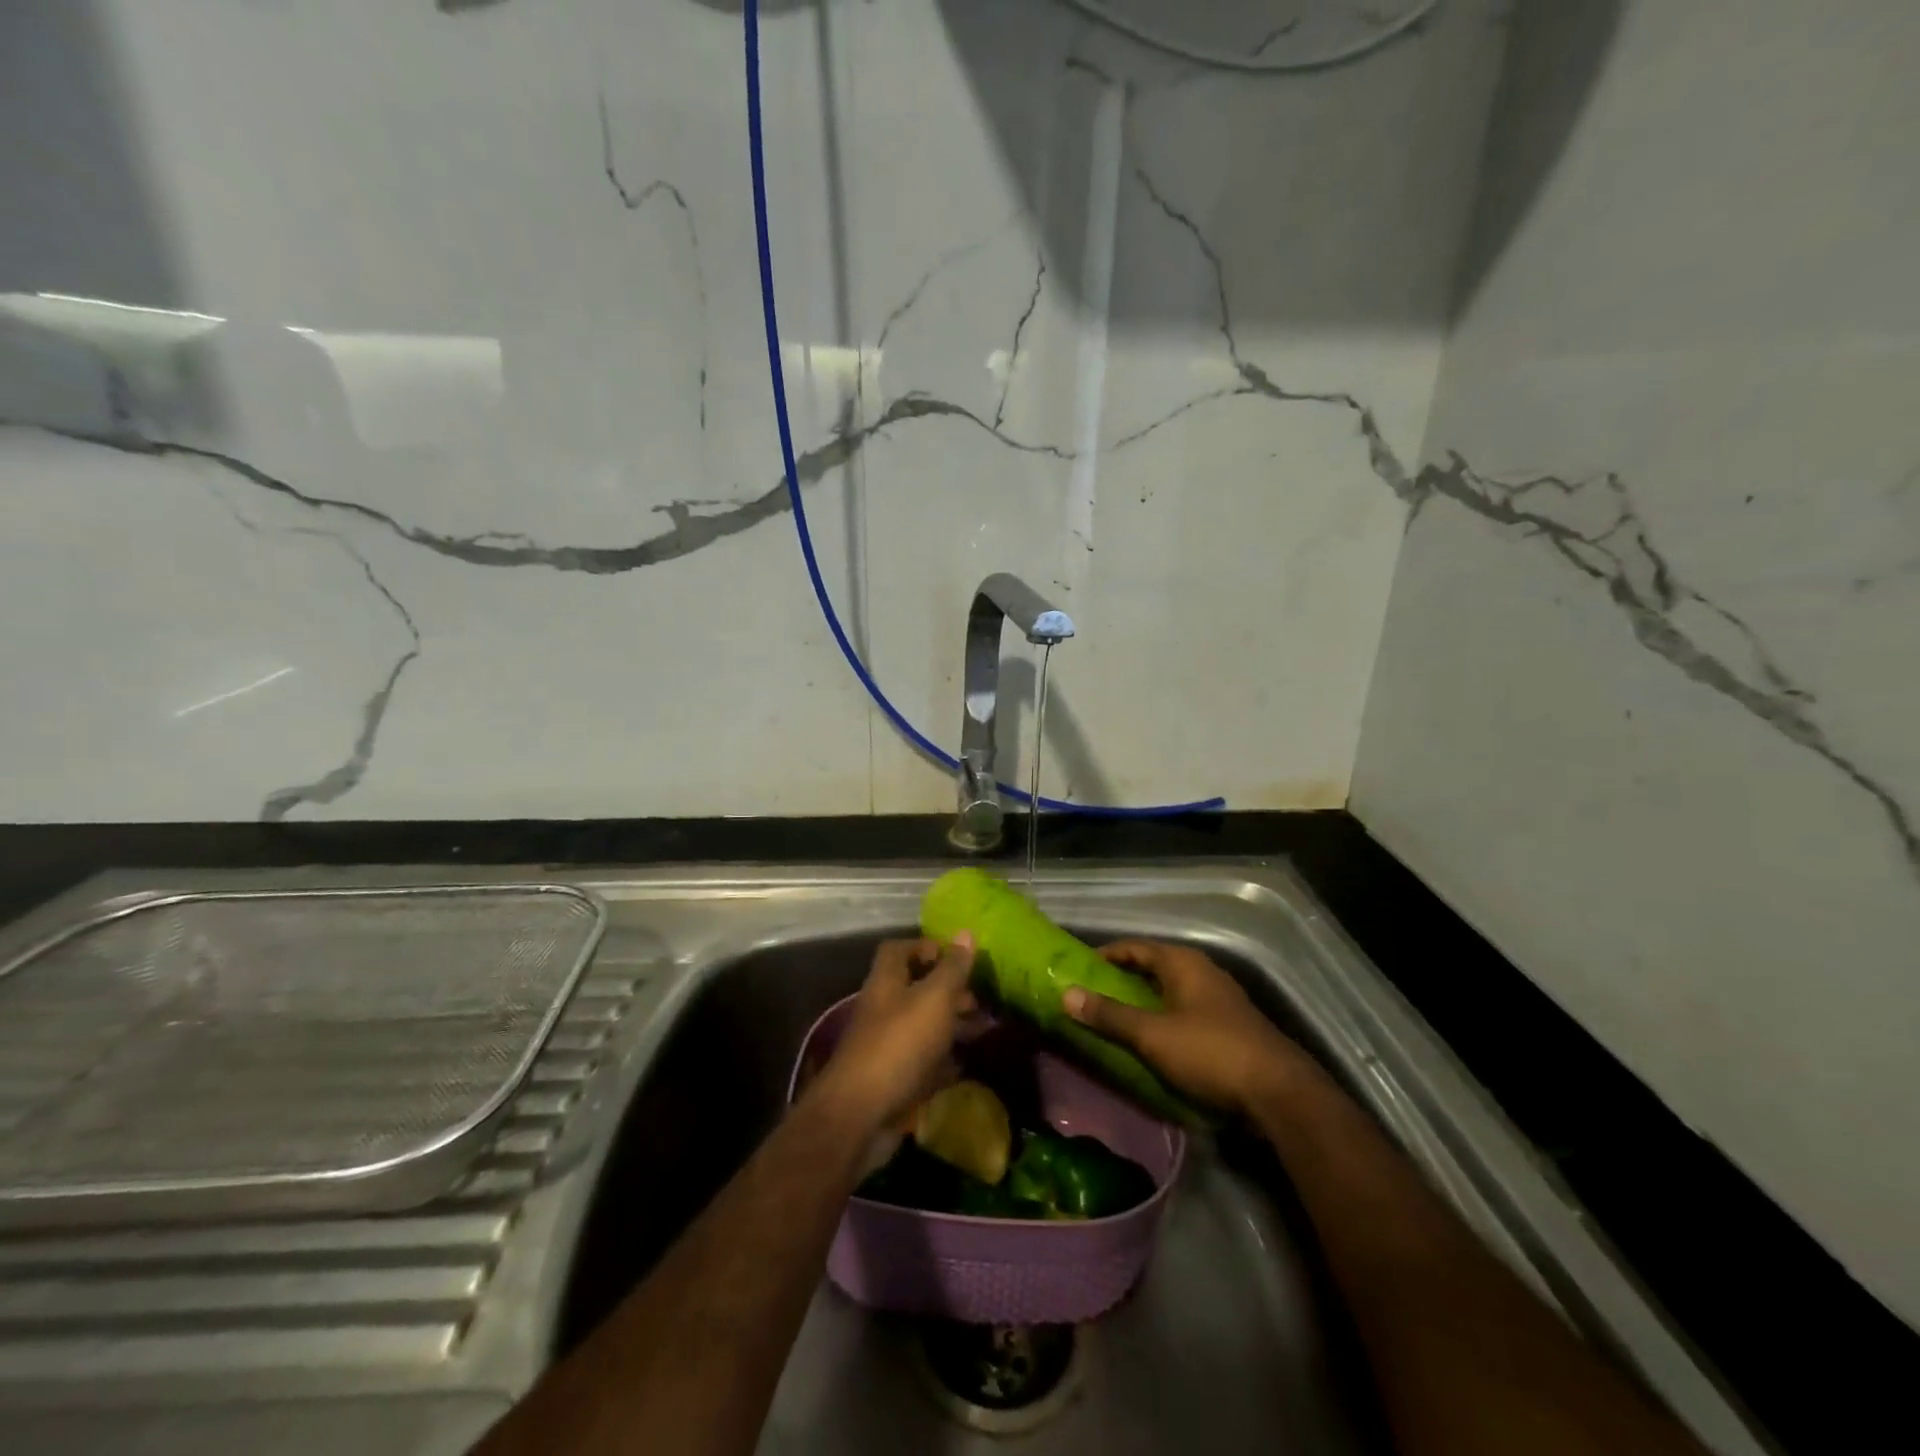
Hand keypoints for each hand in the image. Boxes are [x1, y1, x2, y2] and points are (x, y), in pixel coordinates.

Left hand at [807, 935, 976, 1138]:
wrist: (862, 1114)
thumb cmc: (900, 1044)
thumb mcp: (934, 999)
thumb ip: (952, 969)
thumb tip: (967, 932)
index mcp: (886, 982)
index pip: (898, 949)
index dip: (926, 947)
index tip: (957, 957)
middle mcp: (882, 1009)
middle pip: (914, 988)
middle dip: (947, 990)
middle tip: (978, 998)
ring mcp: (885, 1045)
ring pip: (922, 1025)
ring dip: (950, 1025)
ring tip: (984, 1029)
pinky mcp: (892, 1079)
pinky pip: (922, 1061)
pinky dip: (944, 1060)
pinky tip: (967, 1063)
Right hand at [1062, 940, 1312, 1116]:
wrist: (1278, 1094)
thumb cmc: (1210, 1052)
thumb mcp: (1152, 1035)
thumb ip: (1109, 1015)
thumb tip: (1066, 994)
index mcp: (1182, 963)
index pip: (1134, 947)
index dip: (1105, 955)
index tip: (1078, 968)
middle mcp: (1201, 972)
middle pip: (1152, 968)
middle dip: (1121, 981)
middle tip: (1089, 996)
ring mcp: (1218, 1000)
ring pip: (1168, 993)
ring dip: (1141, 1004)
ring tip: (1112, 1020)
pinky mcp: (1228, 1027)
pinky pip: (1183, 1014)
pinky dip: (1161, 1021)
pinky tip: (1149, 1043)